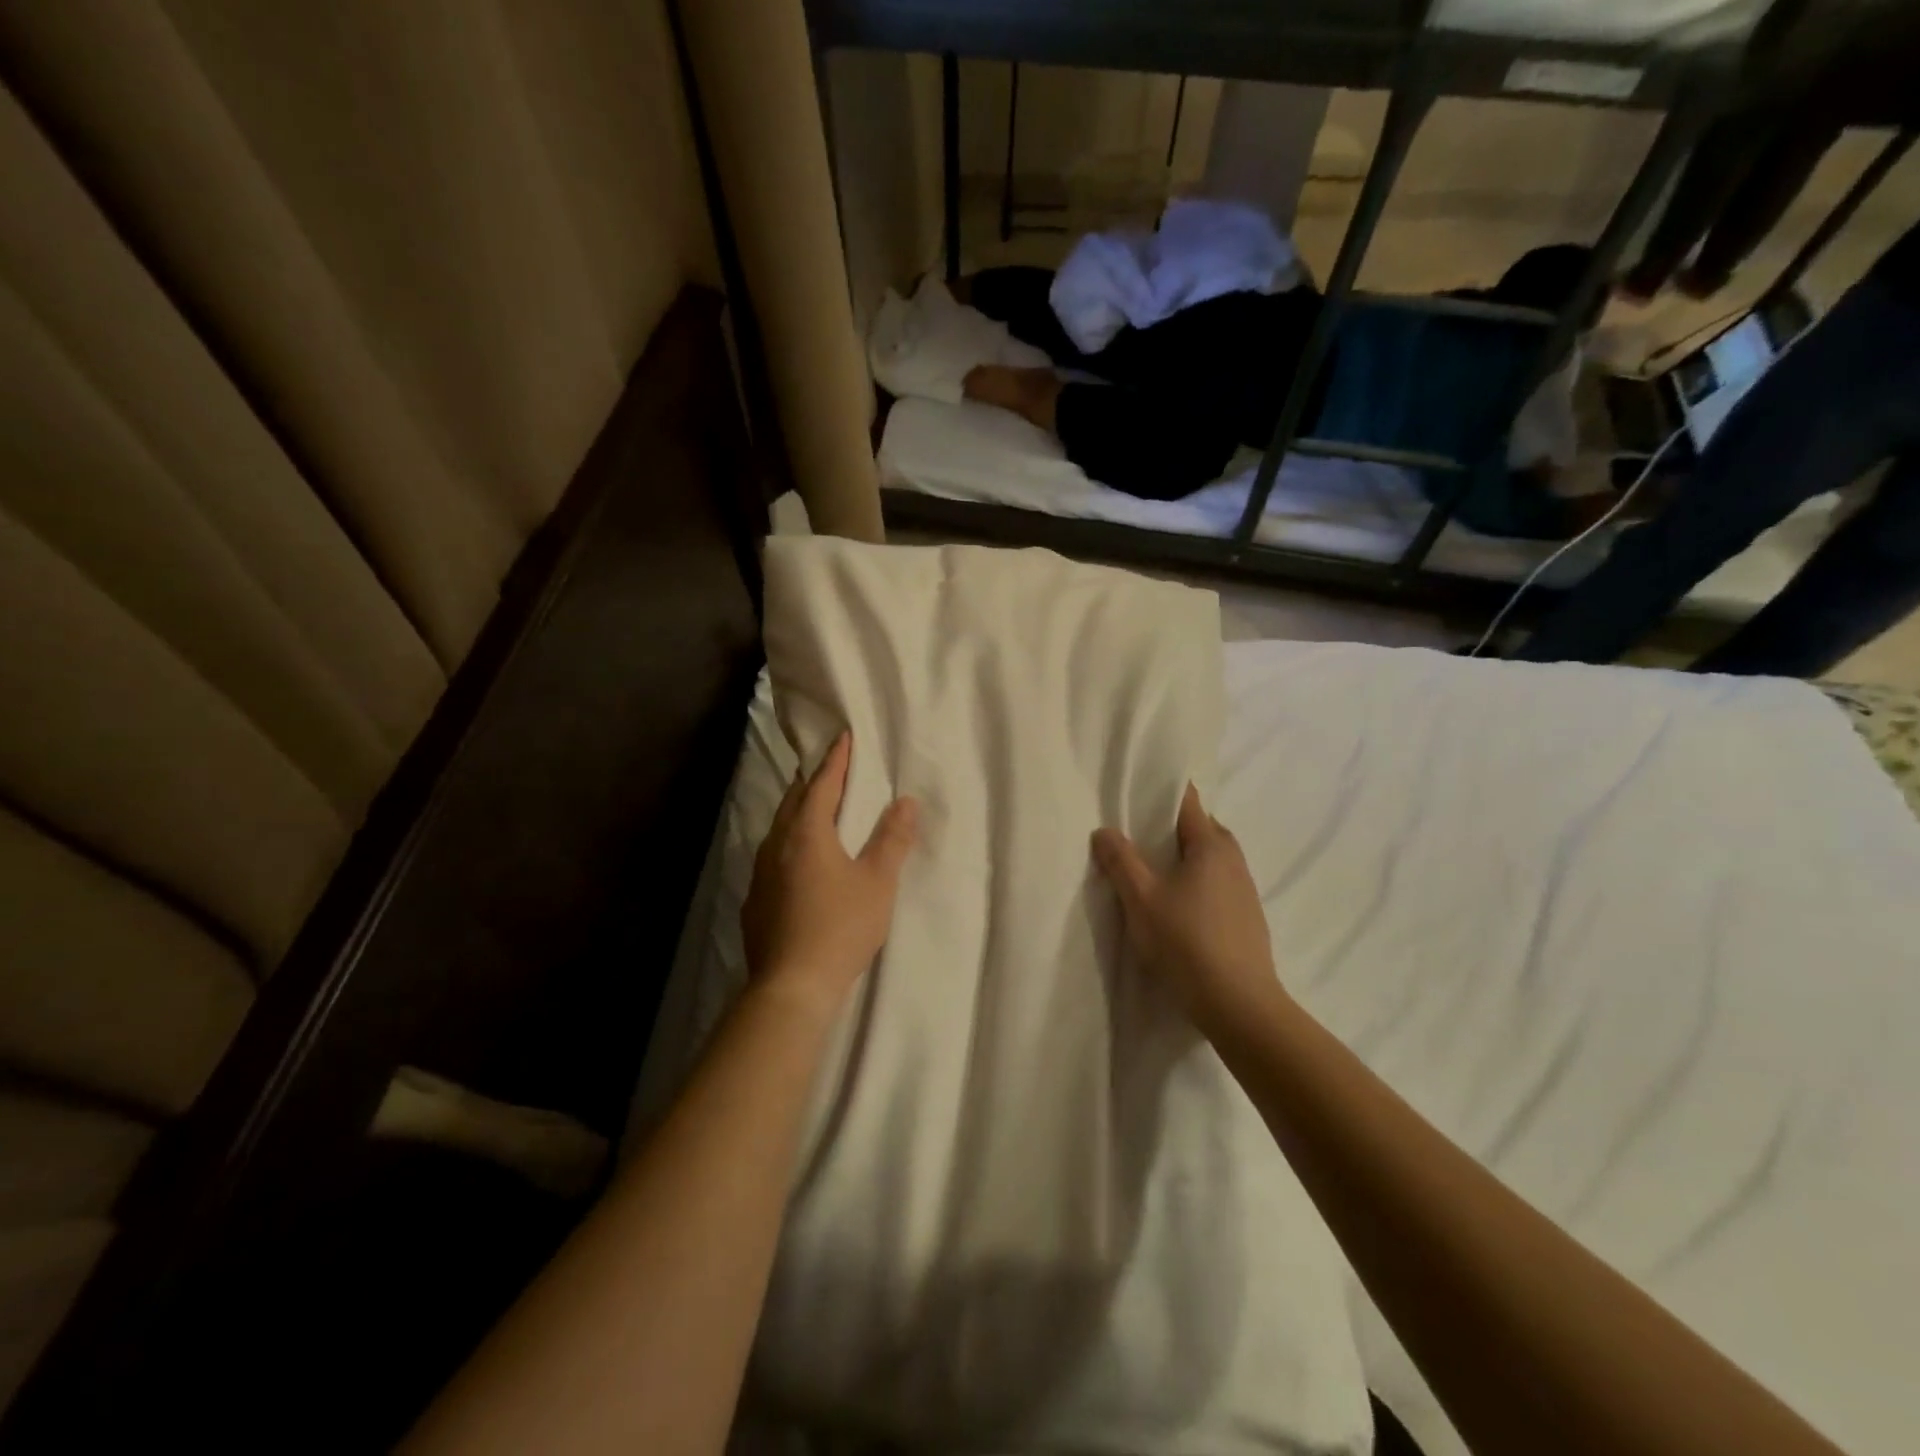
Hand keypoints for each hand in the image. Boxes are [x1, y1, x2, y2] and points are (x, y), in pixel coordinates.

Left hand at [742, 731, 918, 1010]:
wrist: (792, 986)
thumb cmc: (841, 927)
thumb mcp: (877, 882)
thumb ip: (892, 839)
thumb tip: (905, 802)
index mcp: (806, 833)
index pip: (823, 784)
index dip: (836, 760)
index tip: (843, 737)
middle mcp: (776, 845)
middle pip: (794, 802)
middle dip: (814, 783)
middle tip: (832, 772)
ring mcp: (759, 873)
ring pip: (779, 830)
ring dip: (799, 814)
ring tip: (817, 813)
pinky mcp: (754, 900)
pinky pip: (772, 858)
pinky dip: (788, 846)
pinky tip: (798, 863)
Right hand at [1092, 785, 1283, 1035]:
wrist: (1239, 1004)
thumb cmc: (1186, 941)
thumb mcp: (1141, 899)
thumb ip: (1120, 860)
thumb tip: (1104, 831)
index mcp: (1210, 844)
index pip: (1188, 801)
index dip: (1163, 792)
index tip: (1137, 792)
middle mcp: (1233, 858)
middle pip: (1200, 828)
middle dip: (1170, 826)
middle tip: (1136, 835)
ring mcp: (1244, 889)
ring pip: (1210, 858)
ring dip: (1184, 858)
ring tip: (1152, 872)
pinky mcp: (1247, 916)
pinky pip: (1217, 883)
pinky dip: (1196, 882)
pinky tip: (1178, 906)